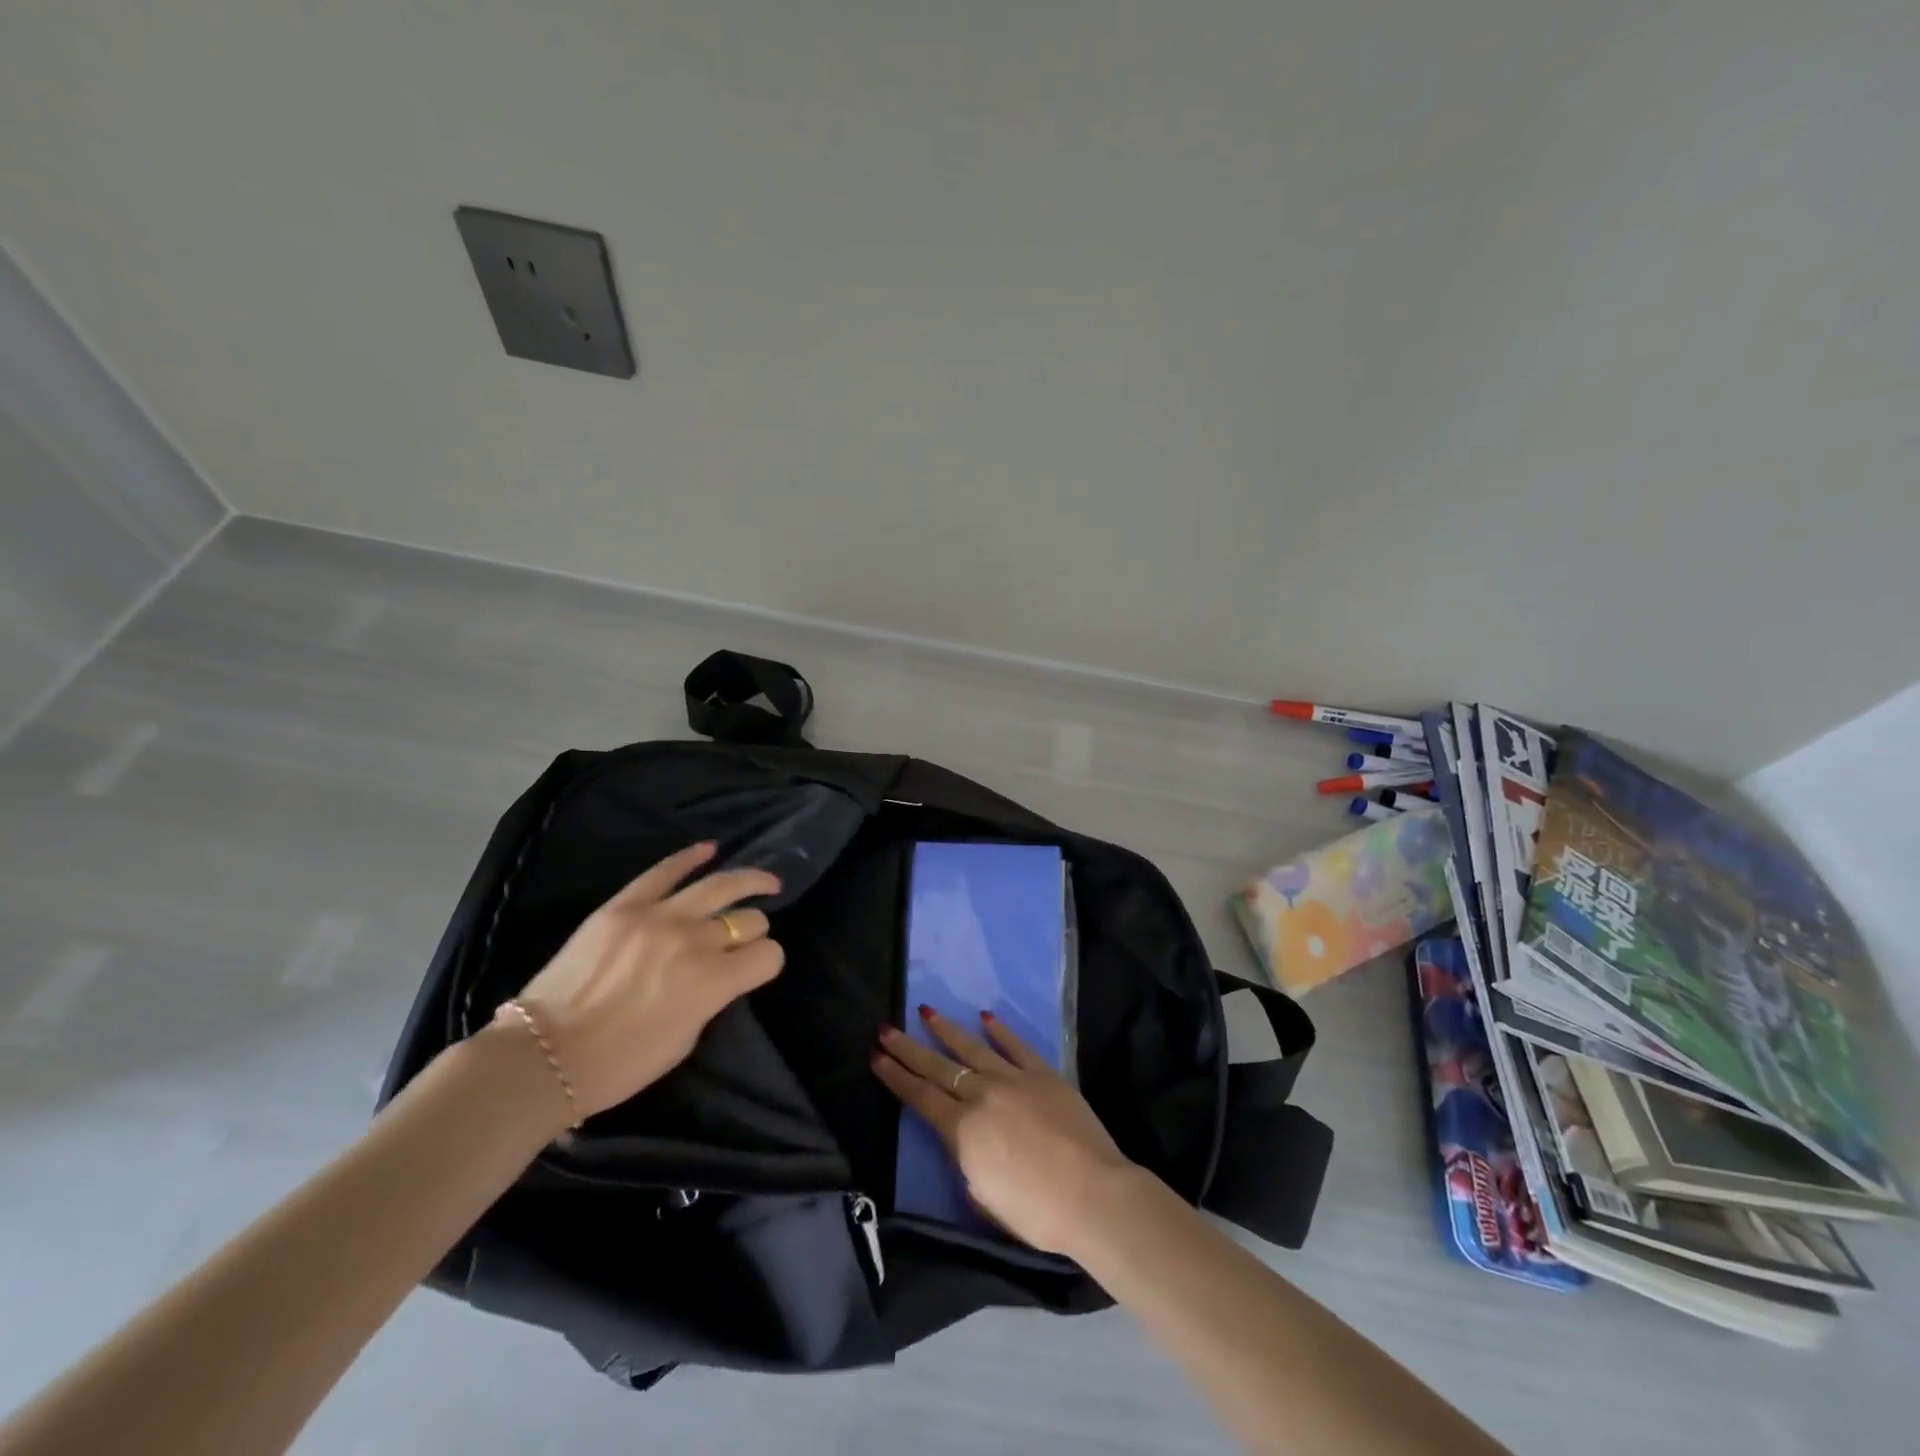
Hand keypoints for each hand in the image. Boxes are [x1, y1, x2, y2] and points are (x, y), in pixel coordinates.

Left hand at [501, 842, 783, 1124]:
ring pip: (719, 885)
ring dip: (749, 880)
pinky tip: (710, 849)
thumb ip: (710, 999)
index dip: (768, 962)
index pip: (767, 955)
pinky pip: (665, 870)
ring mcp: (658, 916)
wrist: (542, 1055)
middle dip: (754, 929)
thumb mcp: (684, 1040)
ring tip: (764, 881)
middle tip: (745, 937)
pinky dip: (691, 857)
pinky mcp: (624, 905)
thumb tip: (719, 974)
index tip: (756, 969)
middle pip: (748, 919)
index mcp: (713, 983)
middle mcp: (694, 942)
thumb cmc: (618, 1064)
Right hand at [872, 1007, 1137, 1254]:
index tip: (877, 1056)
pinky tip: (986, 1017)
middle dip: (909, 1048)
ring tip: (927, 1012)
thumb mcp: (985, 1200)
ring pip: (973, 1048)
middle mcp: (982, 1096)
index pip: (920, 1097)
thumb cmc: (1037, 1214)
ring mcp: (1014, 1080)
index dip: (896, 1077)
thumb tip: (968, 1147)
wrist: (1093, 1194)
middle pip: (938, 1067)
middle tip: (886, 1028)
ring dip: (947, 1030)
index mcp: (963, 1131)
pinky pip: (1016, 1046)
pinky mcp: (1044, 1074)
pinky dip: (1000, 1031)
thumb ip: (969, 1166)